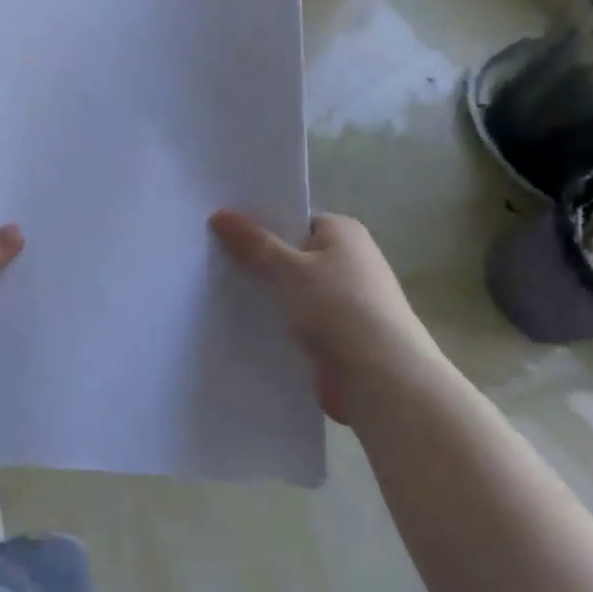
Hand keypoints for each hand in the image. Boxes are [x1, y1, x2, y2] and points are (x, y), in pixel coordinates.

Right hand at [210, 210, 437, 422]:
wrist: (383, 378)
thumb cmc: (340, 307)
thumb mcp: (289, 268)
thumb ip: (253, 243)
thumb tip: (220, 213)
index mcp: (343, 232)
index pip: (293, 219)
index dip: (258, 224)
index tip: (220, 231)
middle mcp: (348, 259)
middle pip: (291, 254)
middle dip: (256, 260)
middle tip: (209, 260)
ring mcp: (345, 299)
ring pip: (292, 289)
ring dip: (265, 294)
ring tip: (215, 291)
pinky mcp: (338, 333)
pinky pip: (298, 318)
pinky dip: (276, 321)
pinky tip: (241, 324)